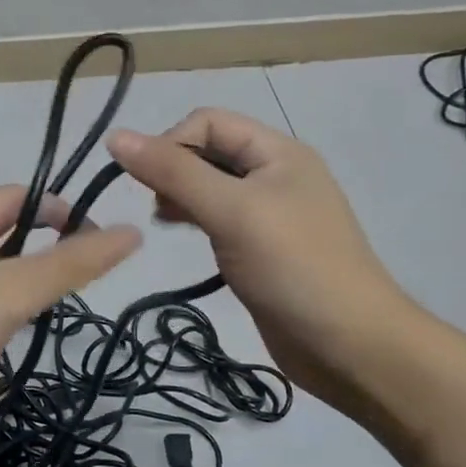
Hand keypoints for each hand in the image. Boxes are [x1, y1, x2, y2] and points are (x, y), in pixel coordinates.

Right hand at [106, 109, 418, 409]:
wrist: (349, 345)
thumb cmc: (293, 267)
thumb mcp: (231, 211)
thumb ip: (174, 172)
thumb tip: (116, 136)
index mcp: (278, 152)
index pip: (209, 121)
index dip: (171, 142)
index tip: (148, 183)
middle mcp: (273, 174)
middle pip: (208, 151)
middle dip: (173, 169)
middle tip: (157, 207)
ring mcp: (268, 214)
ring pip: (210, 187)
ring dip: (180, 195)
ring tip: (162, 221)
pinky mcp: (260, 248)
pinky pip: (218, 219)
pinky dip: (194, 220)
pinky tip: (181, 236)